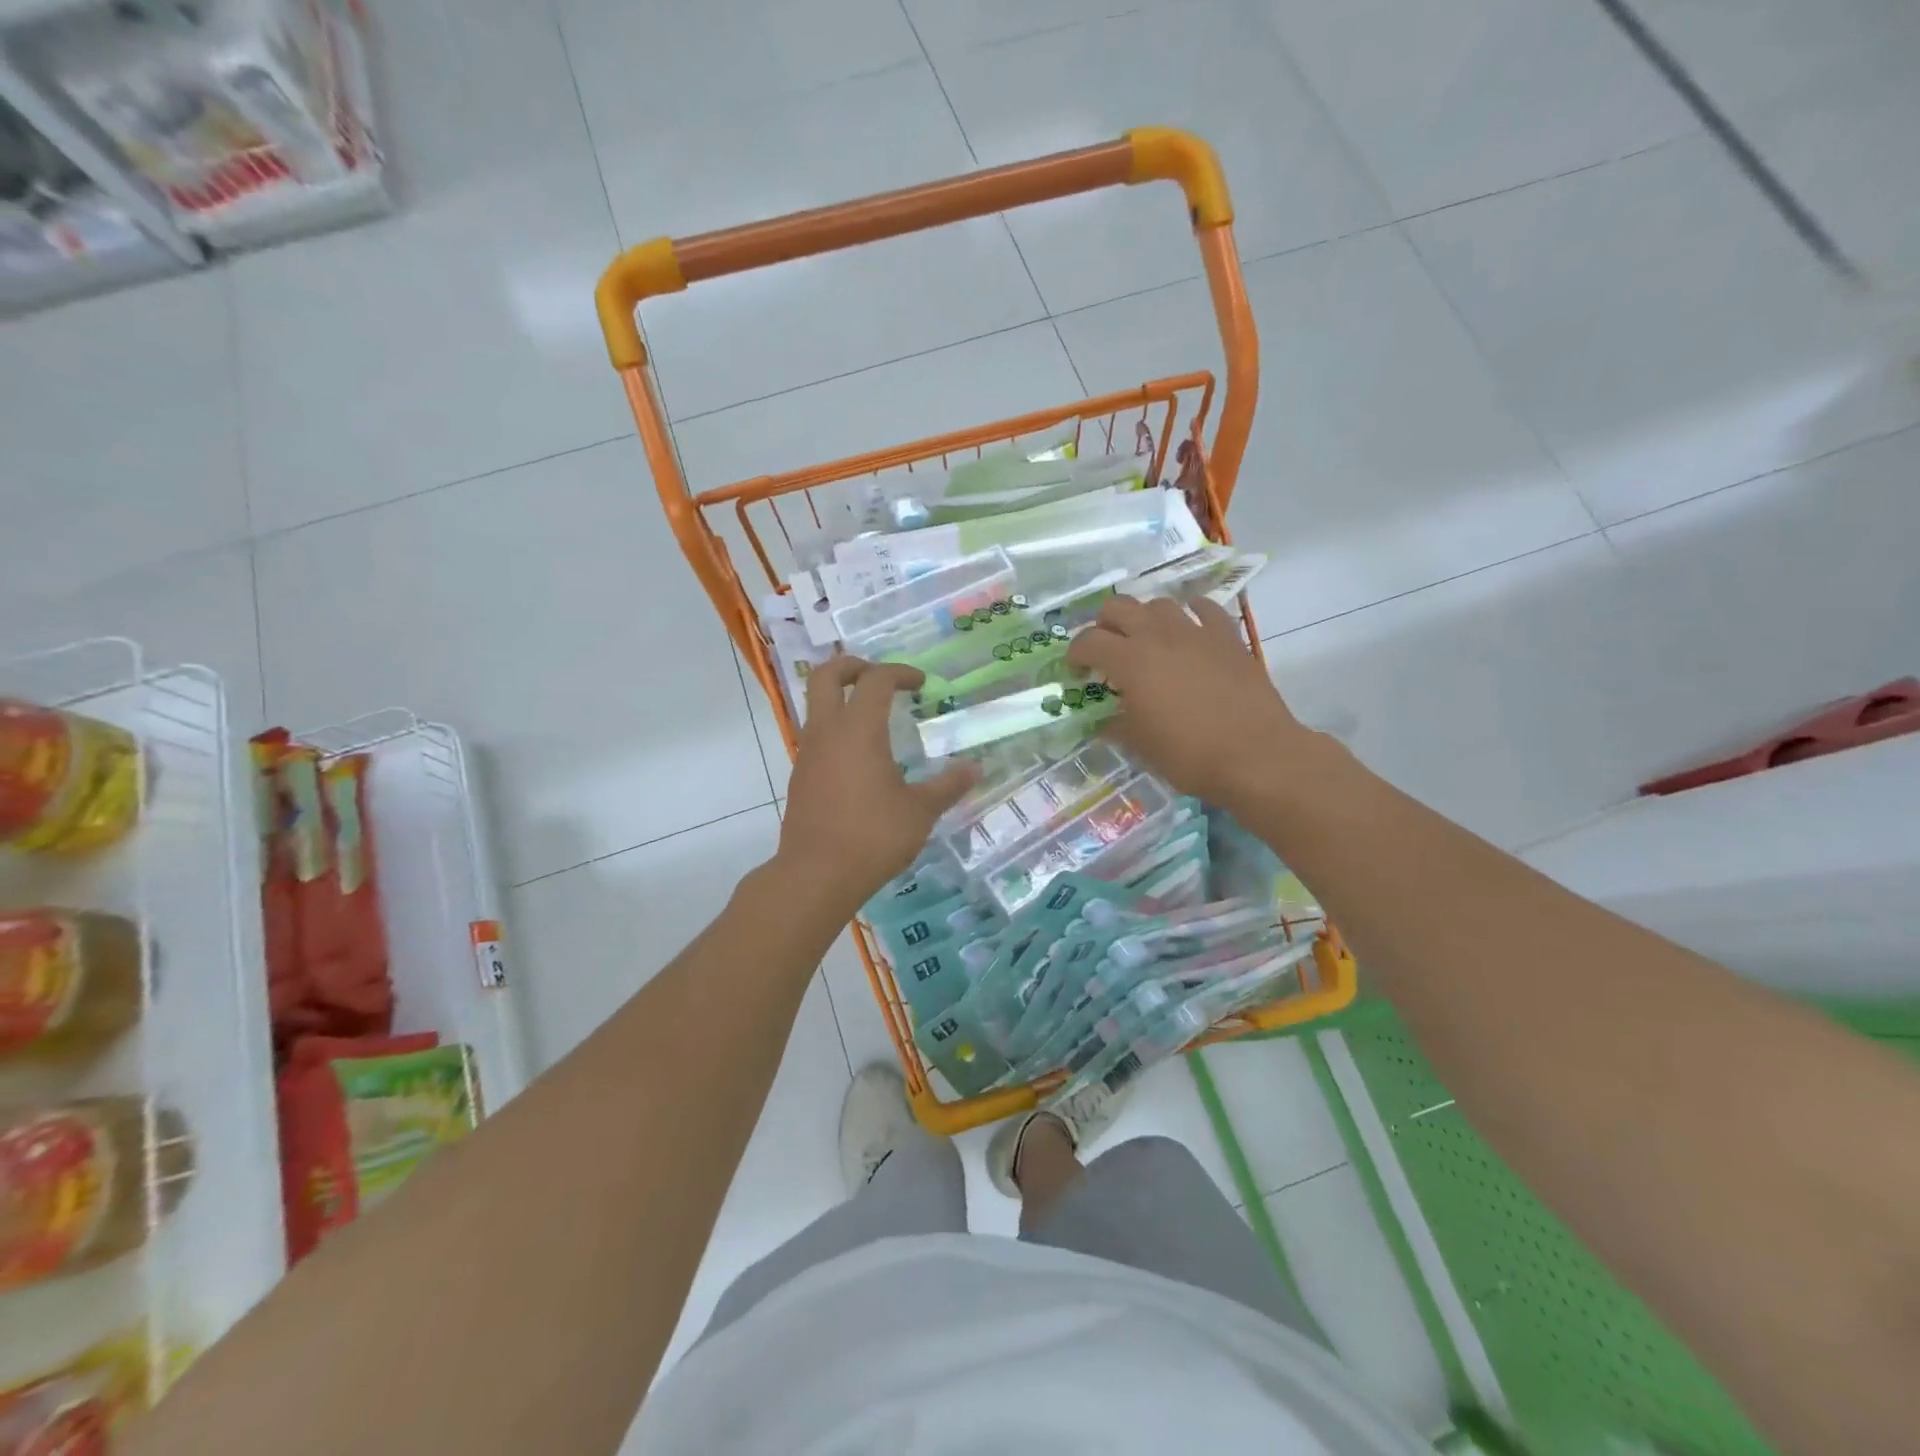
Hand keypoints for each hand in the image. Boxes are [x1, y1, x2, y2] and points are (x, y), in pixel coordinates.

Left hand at [776, 657, 979, 918]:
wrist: (816, 875)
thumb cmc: (873, 836)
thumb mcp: (920, 811)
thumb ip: (948, 785)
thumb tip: (976, 768)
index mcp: (859, 729)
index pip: (876, 679)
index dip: (900, 672)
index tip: (921, 684)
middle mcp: (827, 731)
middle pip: (826, 675)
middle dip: (852, 665)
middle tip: (879, 676)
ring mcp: (808, 754)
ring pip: (816, 705)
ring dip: (842, 698)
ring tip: (875, 719)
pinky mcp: (801, 777)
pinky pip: (817, 736)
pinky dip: (837, 729)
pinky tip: (861, 759)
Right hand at [1067, 595, 1315, 805]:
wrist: (1257, 755)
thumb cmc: (1189, 755)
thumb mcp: (1140, 746)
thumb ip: (1115, 725)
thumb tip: (1102, 720)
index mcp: (1130, 661)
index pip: (1088, 641)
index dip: (1075, 654)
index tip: (1076, 672)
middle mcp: (1158, 635)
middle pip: (1118, 607)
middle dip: (1104, 625)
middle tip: (1106, 651)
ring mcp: (1196, 631)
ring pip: (1159, 604)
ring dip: (1145, 618)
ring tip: (1146, 641)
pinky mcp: (1228, 637)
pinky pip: (1205, 609)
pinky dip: (1191, 614)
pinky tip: (1190, 630)